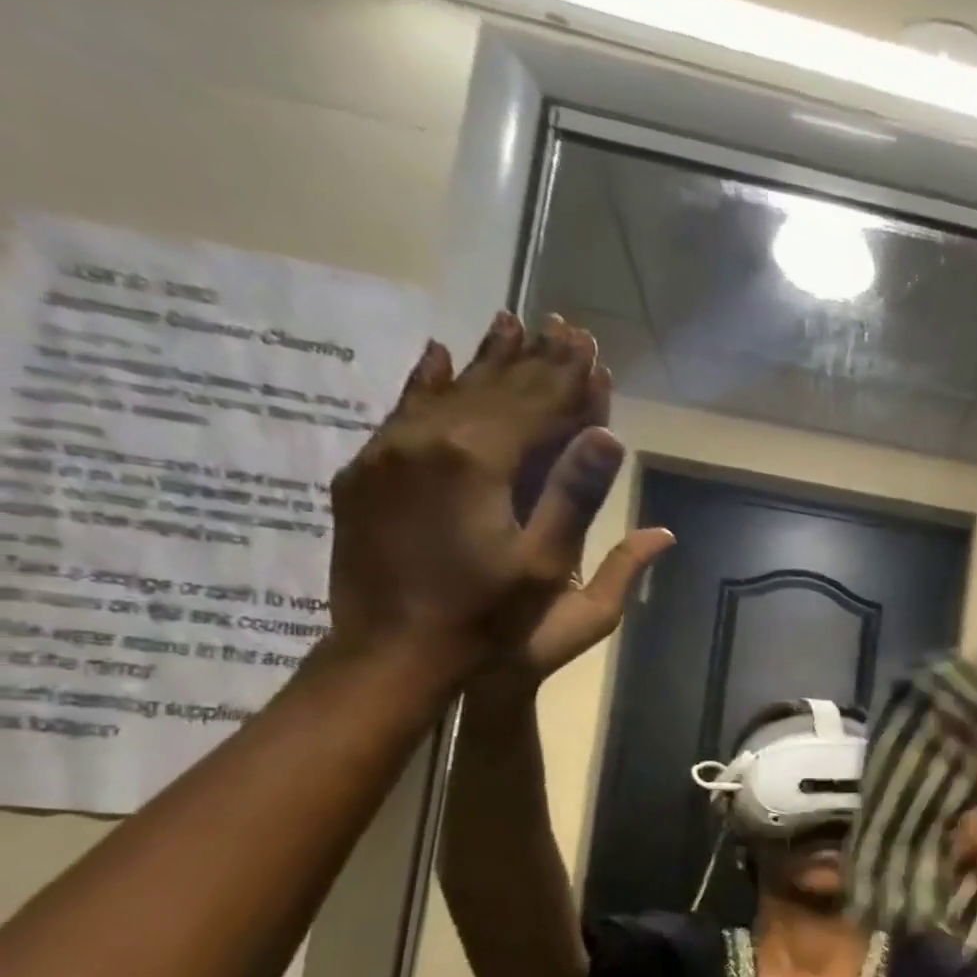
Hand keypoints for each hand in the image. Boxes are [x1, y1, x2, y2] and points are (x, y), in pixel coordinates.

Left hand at [326, 312, 623, 672]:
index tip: (594, 349)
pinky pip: (403, 409)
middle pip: (494, 388)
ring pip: (448, 390)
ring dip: (486, 360)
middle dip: (535, 360)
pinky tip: (438, 355)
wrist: (392, 652)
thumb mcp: (546, 566)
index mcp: (478, 462)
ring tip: (512, 324)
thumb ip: (575, 497)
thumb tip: (609, 439)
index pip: (536, 405)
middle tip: (564, 327)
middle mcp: (428, 440)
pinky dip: (427, 381)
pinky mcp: (366, 471)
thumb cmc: (487, 618)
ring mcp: (389, 452)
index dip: (570, 379)